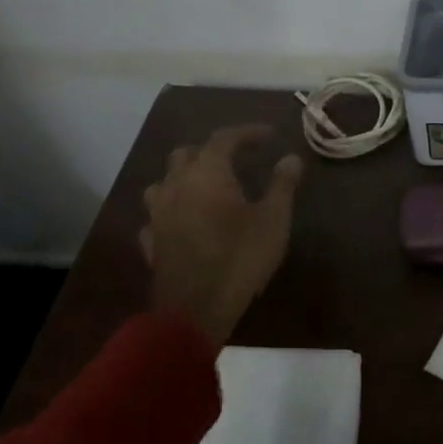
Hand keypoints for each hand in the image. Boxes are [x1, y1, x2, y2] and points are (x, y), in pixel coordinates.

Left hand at [139, 125, 303, 347]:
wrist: (195, 311)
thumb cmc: (239, 258)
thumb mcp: (273, 220)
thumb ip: (282, 184)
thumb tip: (291, 158)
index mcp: (207, 173)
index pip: (225, 138)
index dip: (247, 132)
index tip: (269, 135)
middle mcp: (176, 185)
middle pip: (186, 153)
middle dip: (211, 150)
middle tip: (235, 159)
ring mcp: (158, 214)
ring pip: (164, 182)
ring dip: (183, 177)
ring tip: (205, 187)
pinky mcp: (151, 242)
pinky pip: (157, 216)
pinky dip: (171, 211)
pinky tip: (183, 222)